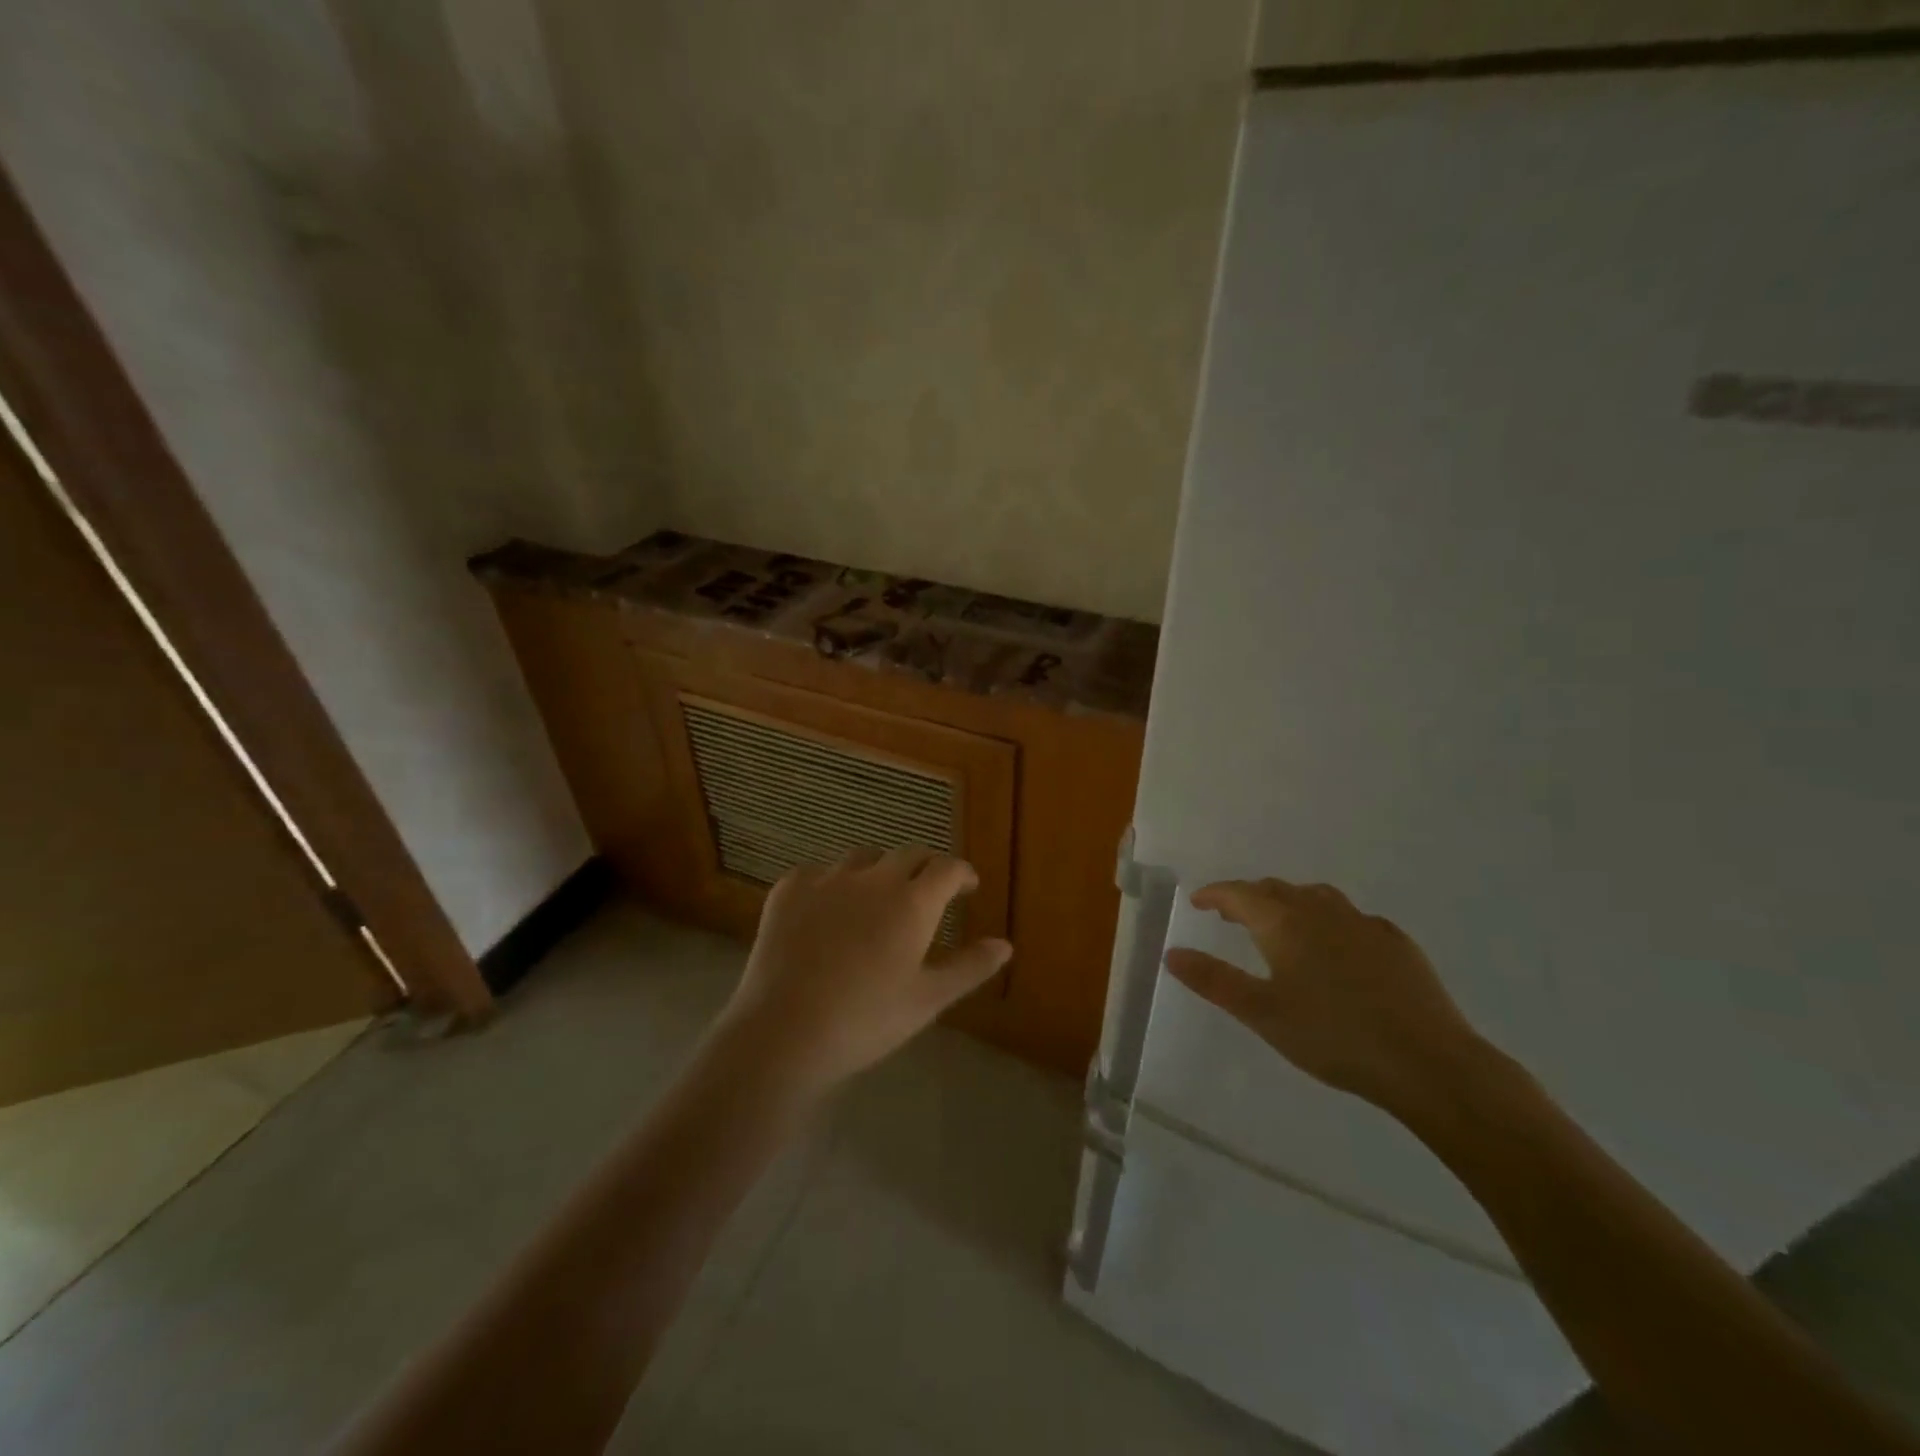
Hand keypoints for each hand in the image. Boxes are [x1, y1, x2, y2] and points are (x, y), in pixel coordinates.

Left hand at [715, 846, 1012, 1097]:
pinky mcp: (788, 889)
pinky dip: (833, 883)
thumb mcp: (928, 999)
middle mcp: (873, 878)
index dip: (962, 873)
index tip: (968, 887)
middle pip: (908, 854)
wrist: (784, 1031)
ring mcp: (827, 879)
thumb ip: (969, 967)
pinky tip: (828, 908)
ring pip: (863, 858)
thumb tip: (1005, 945)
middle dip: (926, 866)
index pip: (947, 868)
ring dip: (880, 870)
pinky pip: (818, 872)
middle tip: (930, 889)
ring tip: (879, 895)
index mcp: (912, 901)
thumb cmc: (866, 1019)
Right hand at [1165, 878, 1483, 1114]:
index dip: (1215, 894)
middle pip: (1276, 890)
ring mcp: (1363, 924)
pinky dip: (1328, 921)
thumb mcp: (1261, 1013)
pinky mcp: (1396, 943)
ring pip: (1316, 898)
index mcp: (1284, 923)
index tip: (1199, 902)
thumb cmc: (1332, 1036)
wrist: (1427, 1062)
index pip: (1240, 894)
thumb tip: (1172, 953)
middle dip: (1248, 897)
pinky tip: (1336, 947)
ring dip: (1289, 903)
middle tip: (1231, 916)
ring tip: (1280, 924)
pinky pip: (1351, 918)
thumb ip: (1213, 980)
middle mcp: (1321, 912)